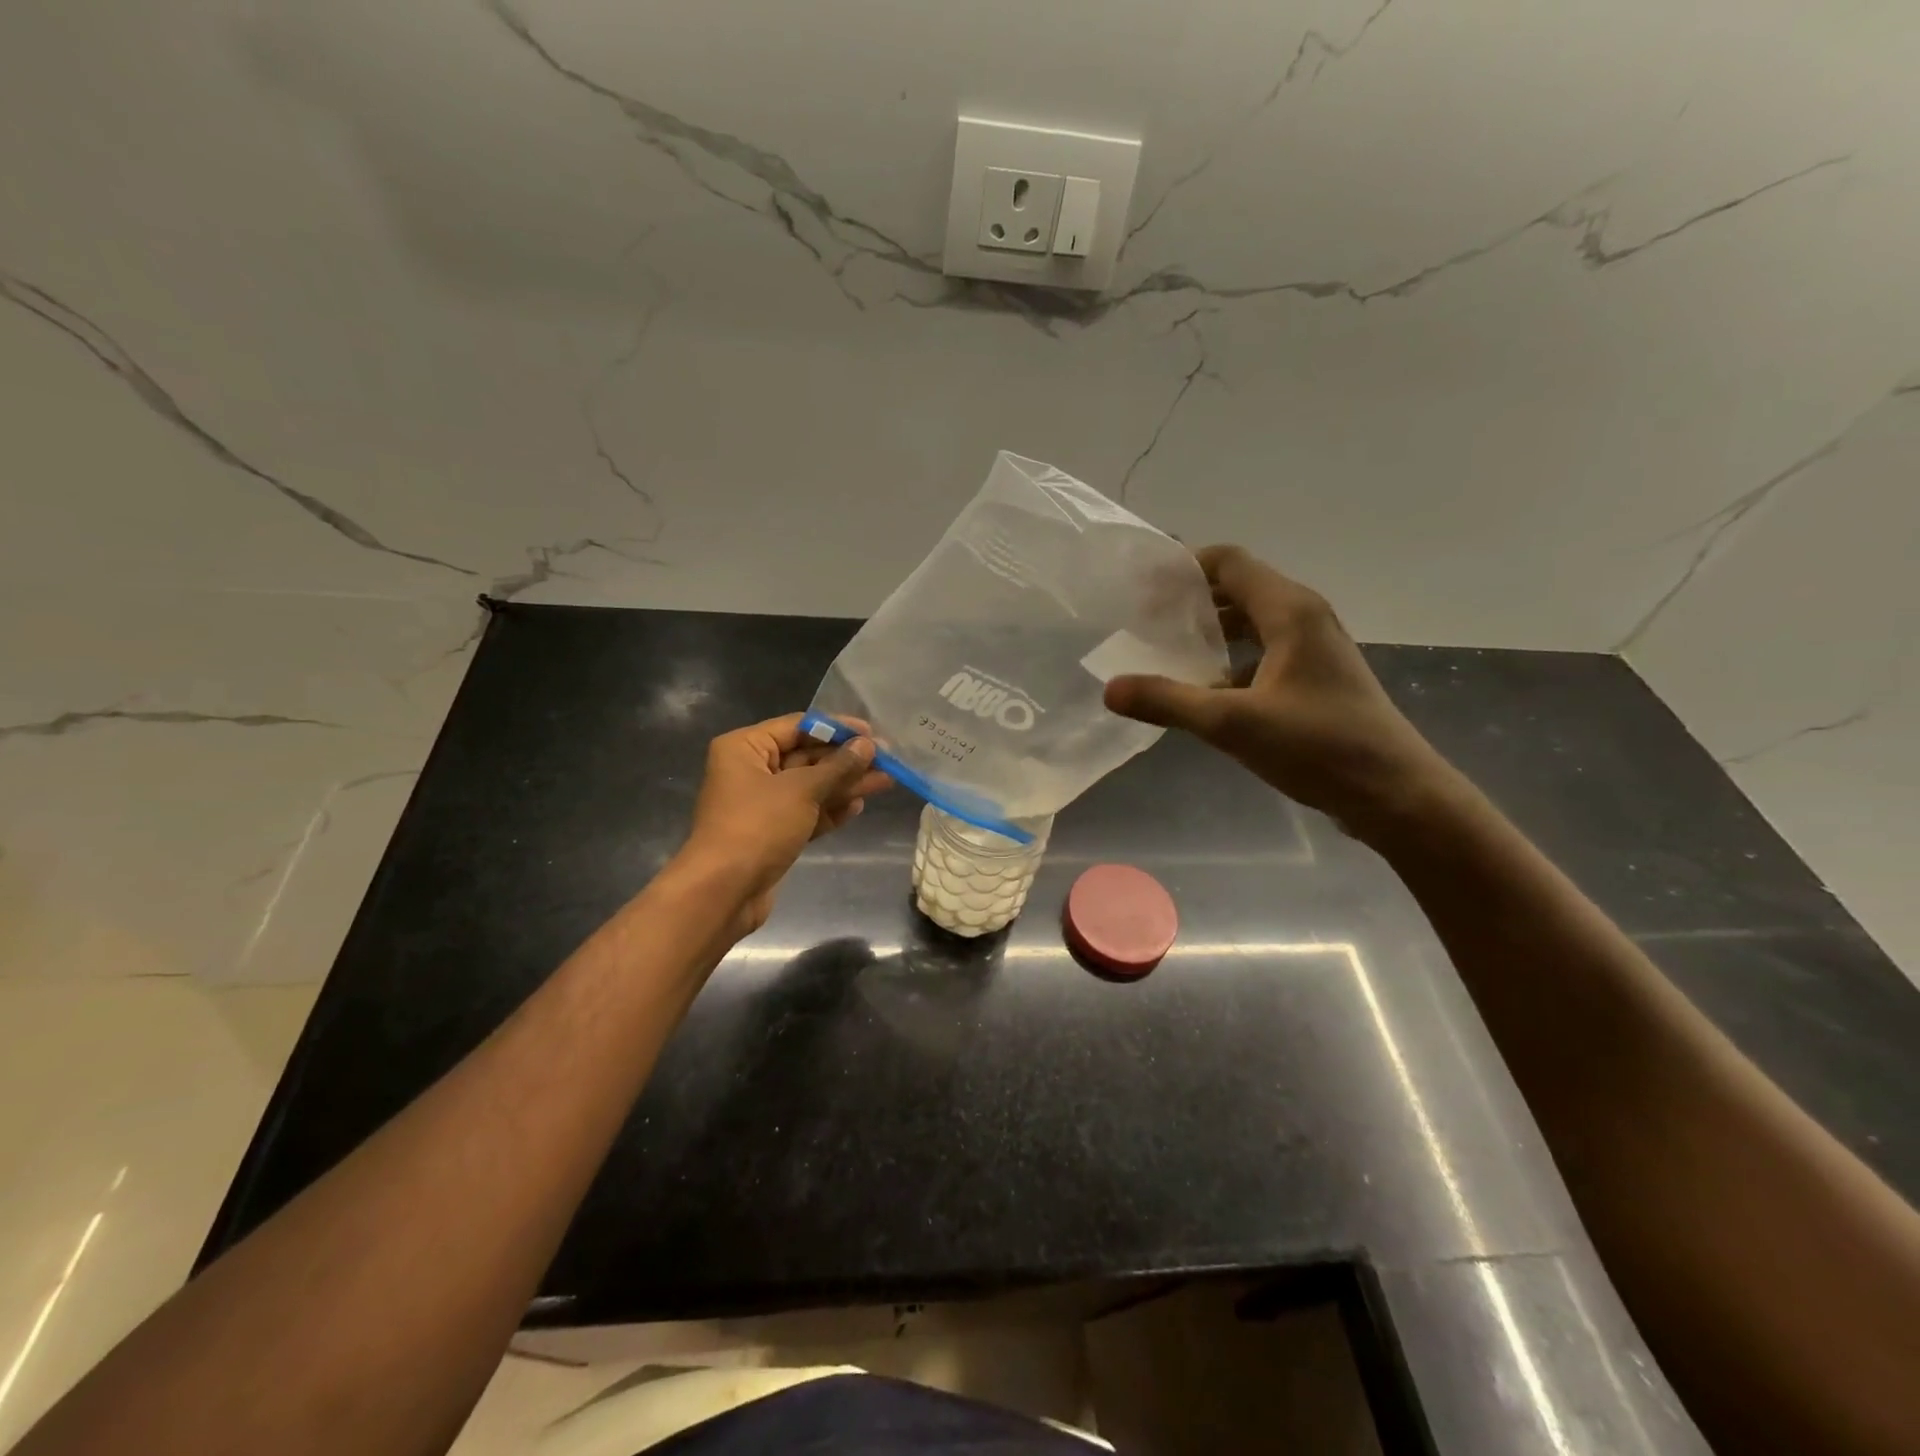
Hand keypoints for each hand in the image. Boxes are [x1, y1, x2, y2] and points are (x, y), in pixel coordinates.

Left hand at [676, 713, 891, 934]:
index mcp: (745, 748)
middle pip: (806, 756)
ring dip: (845, 784)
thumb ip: (838, 767)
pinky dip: (830, 809)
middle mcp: (751, 770)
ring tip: (886, 781)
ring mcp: (762, 804)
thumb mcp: (801, 790)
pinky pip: (806, 812)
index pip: (797, 726)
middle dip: (846, 759)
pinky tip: (858, 805)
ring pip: (810, 786)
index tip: (872, 733)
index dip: (836, 728)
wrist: (724, 892)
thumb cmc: (757, 826)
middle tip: (887, 759)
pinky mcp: (773, 832)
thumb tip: (867, 746)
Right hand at [1104, 545, 1450, 838]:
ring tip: (1163, 651)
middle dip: (1189, 600)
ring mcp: (1312, 649)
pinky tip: (1201, 689)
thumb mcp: (1233, 724)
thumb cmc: (1319, 748)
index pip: (1228, 562)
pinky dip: (1227, 659)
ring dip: (1208, 630)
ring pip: (1250, 622)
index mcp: (1290, 612)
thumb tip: (1110, 688)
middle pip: (1238, 587)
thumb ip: (1168, 702)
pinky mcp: (1314, 678)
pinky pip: (1261, 651)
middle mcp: (1304, 618)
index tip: (1139, 587)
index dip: (1182, 567)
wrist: (1394, 793)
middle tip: (1141, 621)